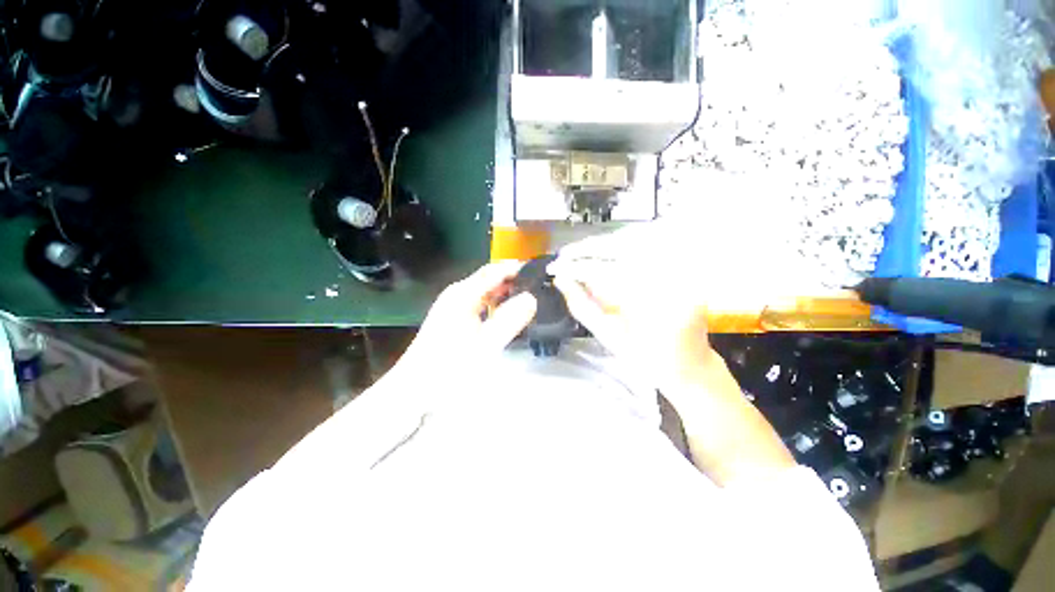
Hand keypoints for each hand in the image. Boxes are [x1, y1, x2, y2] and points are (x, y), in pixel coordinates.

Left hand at [400, 261, 537, 369]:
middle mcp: (457, 293)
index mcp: (463, 294)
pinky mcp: (452, 316)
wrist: (415, 388)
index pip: (495, 271)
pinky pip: (478, 302)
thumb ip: (510, 319)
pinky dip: (494, 302)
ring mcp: (453, 304)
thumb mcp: (485, 344)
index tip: (540, 272)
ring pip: (484, 290)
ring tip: (527, 297)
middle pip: (489, 277)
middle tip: (537, 285)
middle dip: (512, 278)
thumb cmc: (450, 366)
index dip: (517, 268)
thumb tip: (532, 298)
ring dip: (504, 291)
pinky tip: (504, 312)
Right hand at [548, 237, 717, 393]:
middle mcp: (669, 279)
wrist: (689, 366)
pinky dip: (624, 246)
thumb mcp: (609, 336)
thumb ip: (581, 305)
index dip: (575, 267)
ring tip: (580, 253)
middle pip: (622, 247)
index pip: (604, 272)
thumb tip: (560, 280)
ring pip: (637, 241)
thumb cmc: (647, 360)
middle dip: (587, 248)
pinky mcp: (684, 267)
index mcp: (651, 304)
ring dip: (604, 244)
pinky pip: (650, 247)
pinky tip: (606, 251)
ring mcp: (681, 270)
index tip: (554, 268)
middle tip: (564, 255)